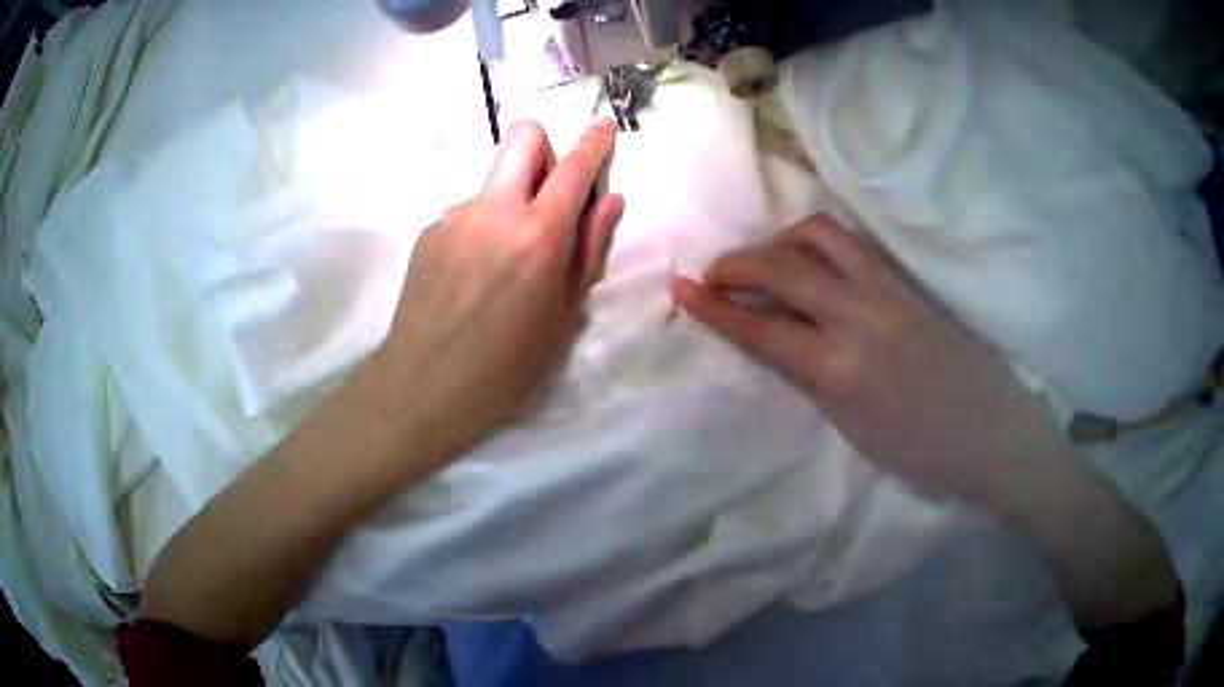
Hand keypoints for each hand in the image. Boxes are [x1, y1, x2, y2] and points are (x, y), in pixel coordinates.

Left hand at [370, 118, 623, 468]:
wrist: (423, 384)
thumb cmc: (507, 365)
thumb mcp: (564, 314)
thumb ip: (589, 248)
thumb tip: (610, 199)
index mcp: (538, 234)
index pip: (573, 167)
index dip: (595, 141)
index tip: (603, 125)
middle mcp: (494, 209)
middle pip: (521, 136)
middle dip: (544, 147)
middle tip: (548, 192)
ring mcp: (454, 216)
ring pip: (493, 179)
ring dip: (510, 198)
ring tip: (503, 259)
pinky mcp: (428, 231)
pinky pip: (467, 211)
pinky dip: (482, 226)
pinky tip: (472, 274)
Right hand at [672, 214, 1059, 502]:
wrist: (984, 428)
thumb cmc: (918, 448)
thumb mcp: (849, 425)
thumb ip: (808, 375)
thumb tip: (774, 339)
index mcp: (838, 369)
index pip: (761, 326)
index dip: (714, 307)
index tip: (681, 290)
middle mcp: (857, 317)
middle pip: (781, 267)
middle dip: (735, 263)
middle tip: (714, 274)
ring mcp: (884, 290)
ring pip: (817, 235)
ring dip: (778, 240)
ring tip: (766, 261)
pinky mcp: (903, 280)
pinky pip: (849, 244)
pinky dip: (814, 243)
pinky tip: (809, 261)